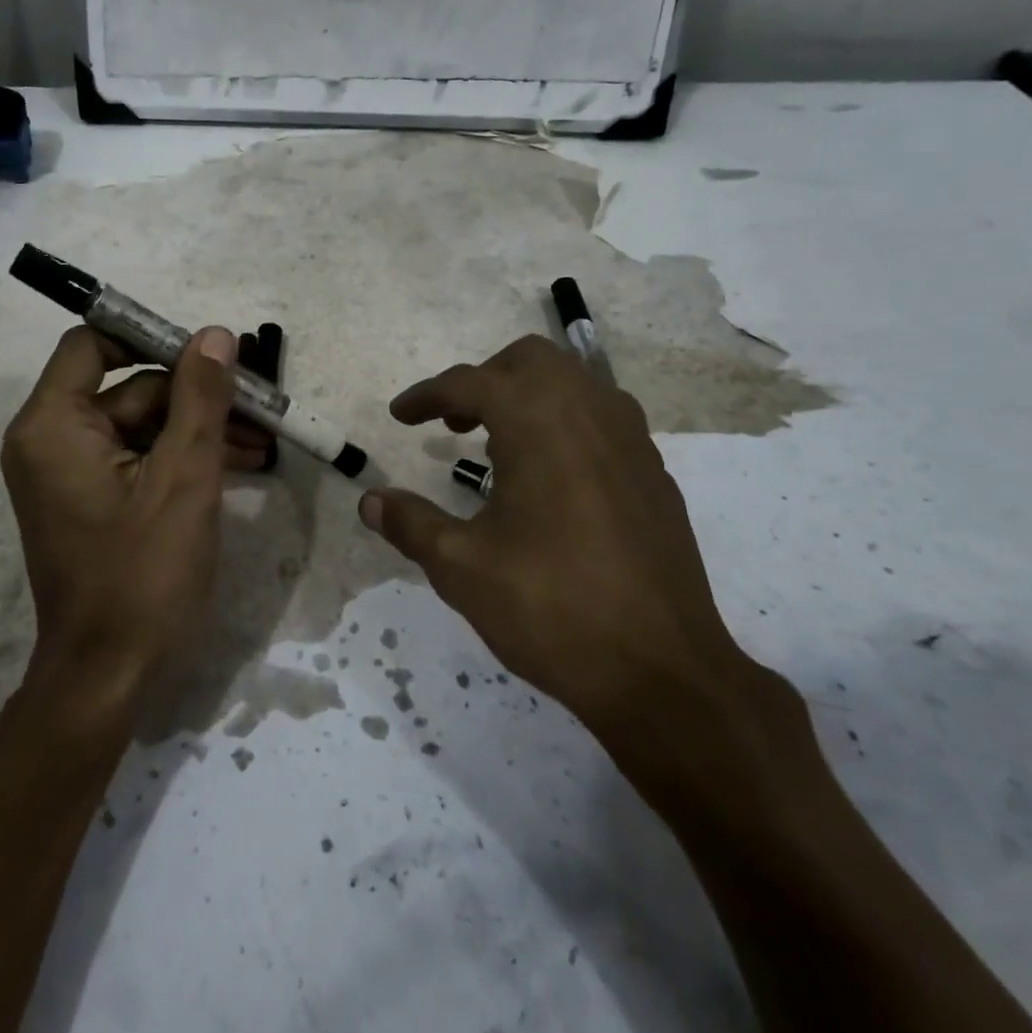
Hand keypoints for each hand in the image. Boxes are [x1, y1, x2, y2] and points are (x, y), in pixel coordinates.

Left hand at [0, 325, 265, 715]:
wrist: (108, 677)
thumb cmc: (143, 575)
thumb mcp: (184, 479)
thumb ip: (201, 399)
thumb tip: (215, 335)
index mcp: (53, 425)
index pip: (93, 344)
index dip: (151, 338)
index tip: (209, 352)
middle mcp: (50, 440)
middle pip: (129, 387)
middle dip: (196, 395)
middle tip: (259, 404)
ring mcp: (71, 473)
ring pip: (142, 425)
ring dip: (199, 429)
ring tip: (263, 442)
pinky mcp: (92, 500)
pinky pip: (139, 458)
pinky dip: (182, 458)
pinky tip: (237, 464)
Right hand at [358, 336, 779, 775]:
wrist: (662, 671)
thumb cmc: (550, 608)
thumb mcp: (462, 567)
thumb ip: (410, 524)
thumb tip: (369, 500)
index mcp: (538, 422)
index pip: (470, 383)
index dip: (426, 396)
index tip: (400, 416)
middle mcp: (589, 413)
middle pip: (530, 361)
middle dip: (484, 380)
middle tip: (453, 422)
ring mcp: (631, 441)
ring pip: (574, 382)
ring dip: (528, 397)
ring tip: (498, 445)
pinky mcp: (654, 474)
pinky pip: (602, 418)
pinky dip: (564, 423)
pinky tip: (549, 478)